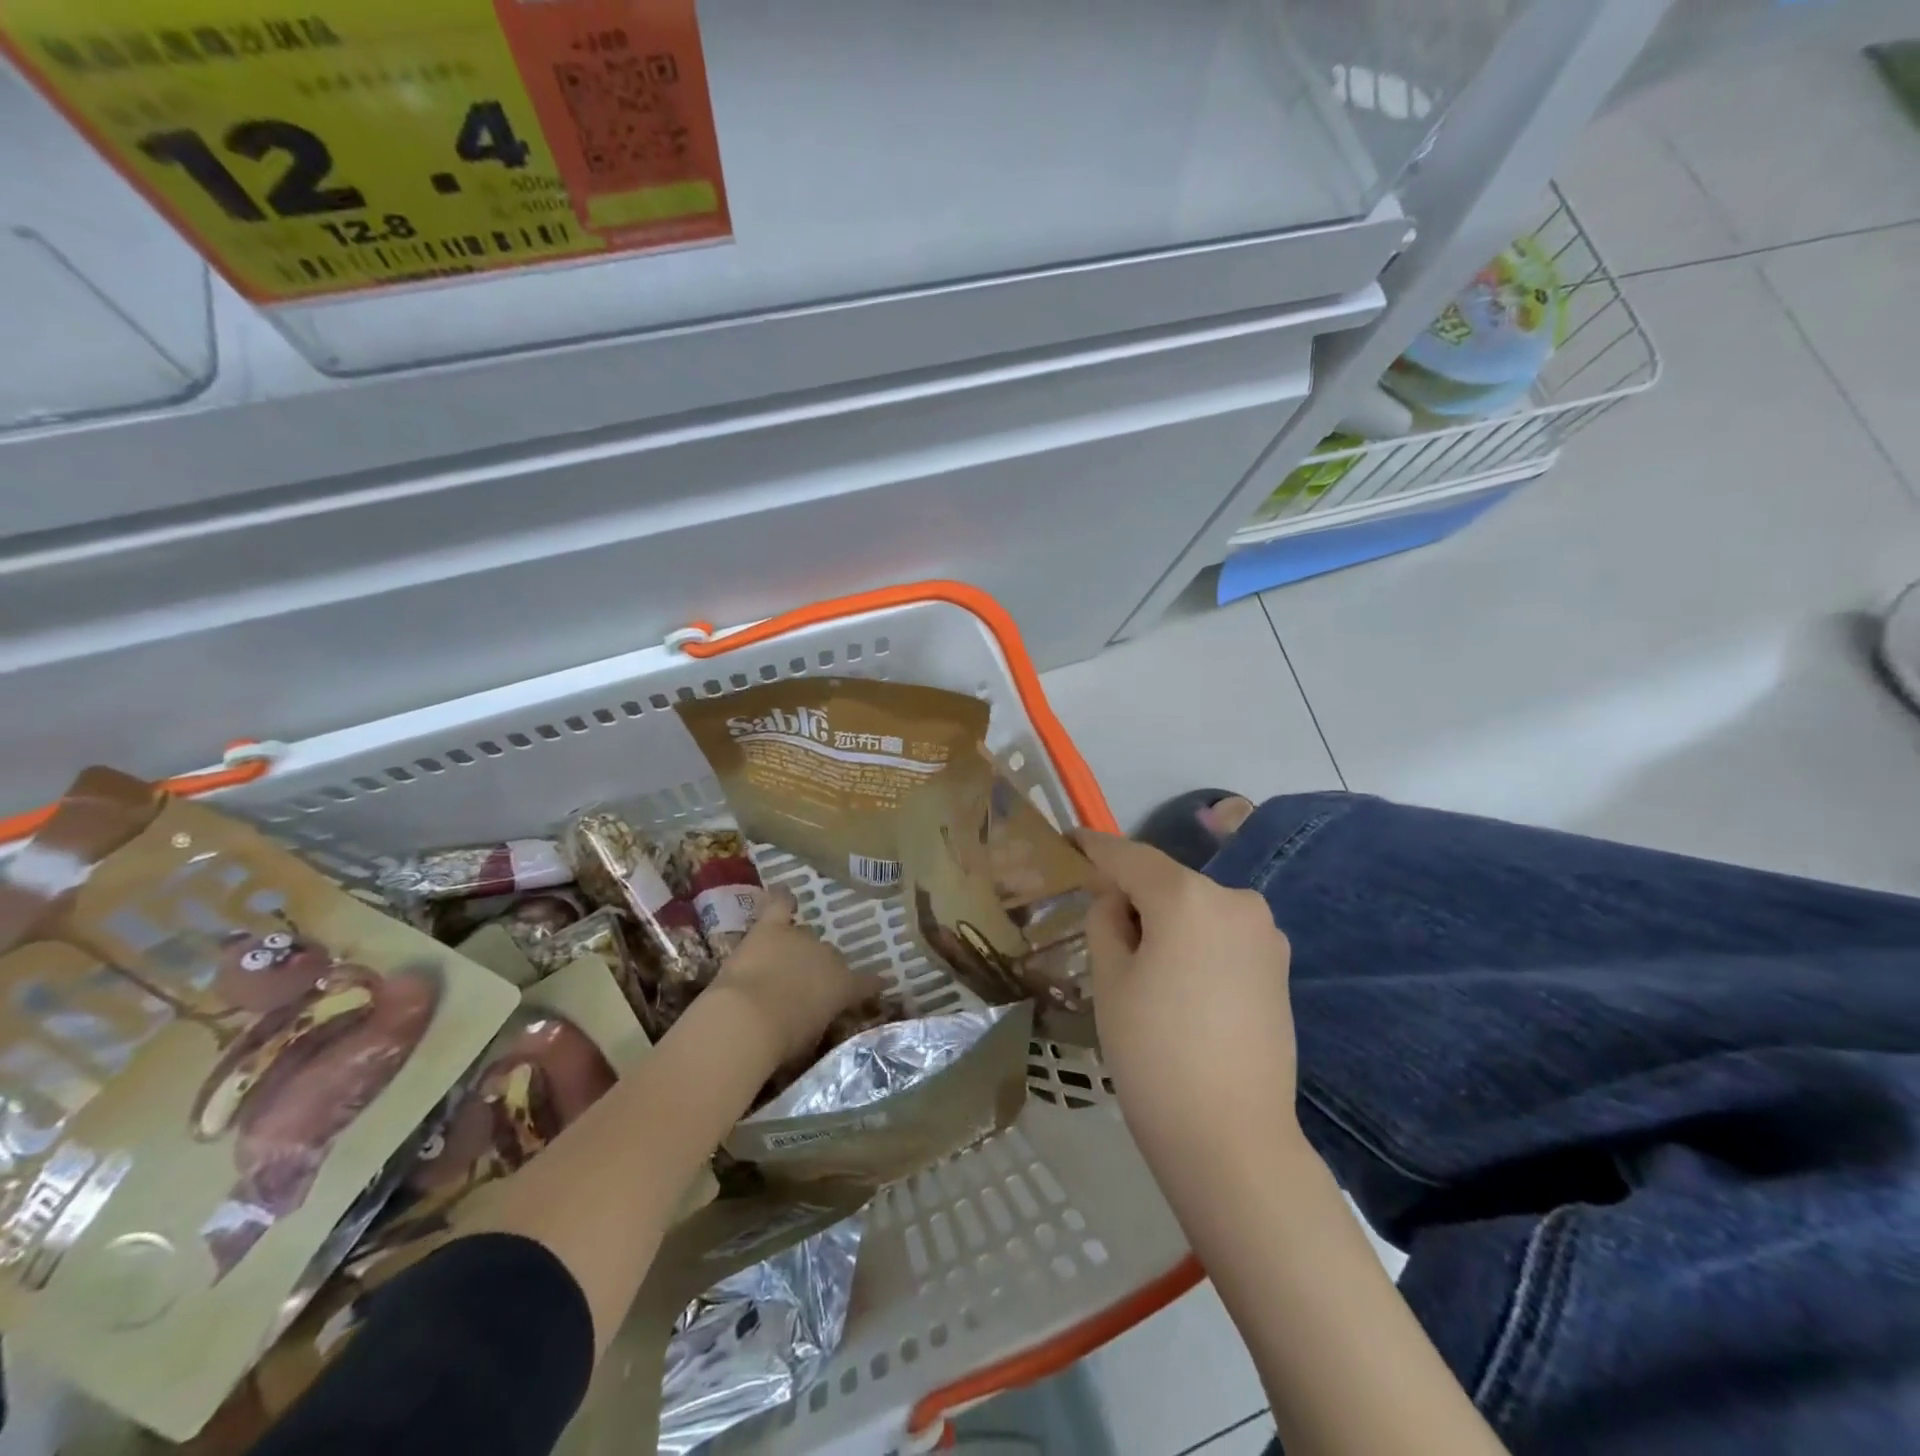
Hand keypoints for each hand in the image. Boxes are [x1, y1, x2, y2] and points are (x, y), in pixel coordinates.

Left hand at [711, 889, 869, 1069]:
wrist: (748, 1019)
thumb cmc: (782, 1041)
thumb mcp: (811, 1039)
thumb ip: (817, 1021)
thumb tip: (811, 1017)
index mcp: (844, 987)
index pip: (865, 984)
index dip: (870, 985)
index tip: (878, 984)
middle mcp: (829, 956)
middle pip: (829, 957)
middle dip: (818, 970)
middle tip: (802, 987)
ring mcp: (800, 938)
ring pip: (805, 936)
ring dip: (795, 949)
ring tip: (782, 961)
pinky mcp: (770, 929)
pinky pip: (781, 904)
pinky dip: (782, 900)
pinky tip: (784, 893)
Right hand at [1073, 831, 1302, 1169]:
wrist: (1232, 1139)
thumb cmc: (1154, 1053)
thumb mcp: (1111, 979)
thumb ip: (1106, 920)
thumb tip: (1118, 900)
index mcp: (1187, 896)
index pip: (1129, 856)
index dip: (1095, 847)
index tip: (1071, 840)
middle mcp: (1234, 899)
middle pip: (1167, 882)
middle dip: (1132, 893)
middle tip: (1098, 924)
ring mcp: (1265, 933)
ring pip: (1196, 907)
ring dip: (1165, 918)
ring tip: (1141, 964)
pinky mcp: (1279, 966)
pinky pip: (1222, 934)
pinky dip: (1194, 940)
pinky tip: (1179, 982)